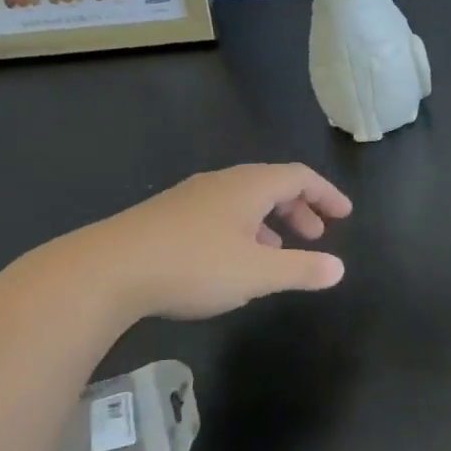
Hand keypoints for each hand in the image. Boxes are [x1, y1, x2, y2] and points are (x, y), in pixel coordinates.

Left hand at [68, 163, 353, 320]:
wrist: (105, 271)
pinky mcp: (166, 217)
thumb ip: (302, 270)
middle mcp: (220, 183)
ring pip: (242, 201)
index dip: (326, 194)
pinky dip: (242, 229)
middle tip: (316, 234)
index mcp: (248, 187)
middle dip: (299, 208)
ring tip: (278, 250)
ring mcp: (189, 198)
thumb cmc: (193, 266)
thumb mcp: (257, 274)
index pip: (299, 177)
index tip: (344, 214)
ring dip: (270, 221)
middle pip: (271, 184)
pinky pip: (219, 213)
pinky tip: (233, 260)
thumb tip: (339, 268)